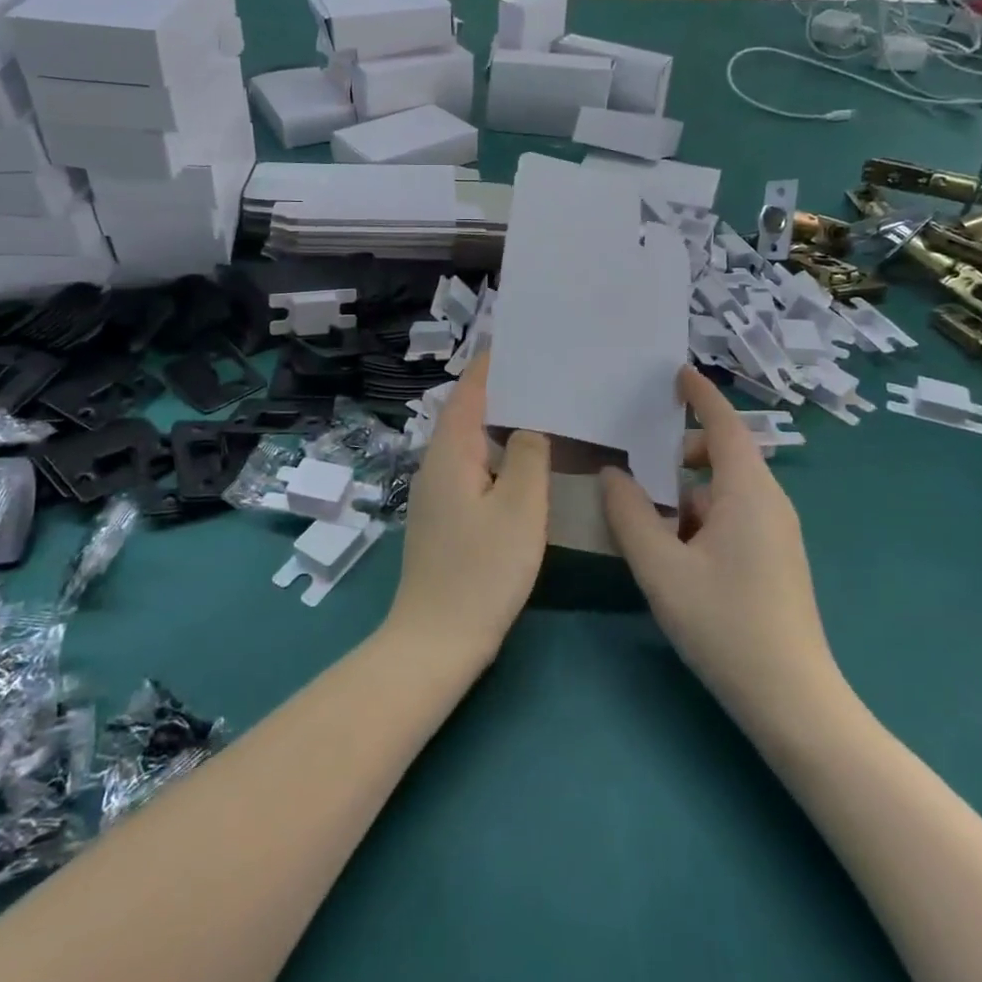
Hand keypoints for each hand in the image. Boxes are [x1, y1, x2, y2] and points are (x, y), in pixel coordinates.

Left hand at [385, 353, 548, 664]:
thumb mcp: (520, 509)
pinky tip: (525, 463)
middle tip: (546, 374)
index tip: (522, 341)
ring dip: (500, 422)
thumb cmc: (482, 571)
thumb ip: (528, 456)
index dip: (493, 364)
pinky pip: (471, 467)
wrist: (436, 640)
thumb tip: (530, 425)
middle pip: (468, 412)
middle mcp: (436, 464)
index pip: (469, 391)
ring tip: (543, 409)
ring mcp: (436, 492)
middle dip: (501, 389)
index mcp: (450, 453)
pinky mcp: (444, 516)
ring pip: (470, 442)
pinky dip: (497, 453)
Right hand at [601, 367, 839, 718]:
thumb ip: (630, 515)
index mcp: (748, 492)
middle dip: (680, 451)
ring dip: (685, 491)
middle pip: (723, 456)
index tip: (675, 373)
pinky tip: (671, 550)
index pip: (724, 425)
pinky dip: (699, 516)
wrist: (792, 699)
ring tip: (643, 512)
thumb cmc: (725, 623)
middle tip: (636, 455)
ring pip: (724, 491)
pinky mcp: (775, 559)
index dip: (700, 396)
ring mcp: (776, 533)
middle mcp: (769, 502)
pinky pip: (733, 517)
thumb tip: (612, 474)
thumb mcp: (661, 568)